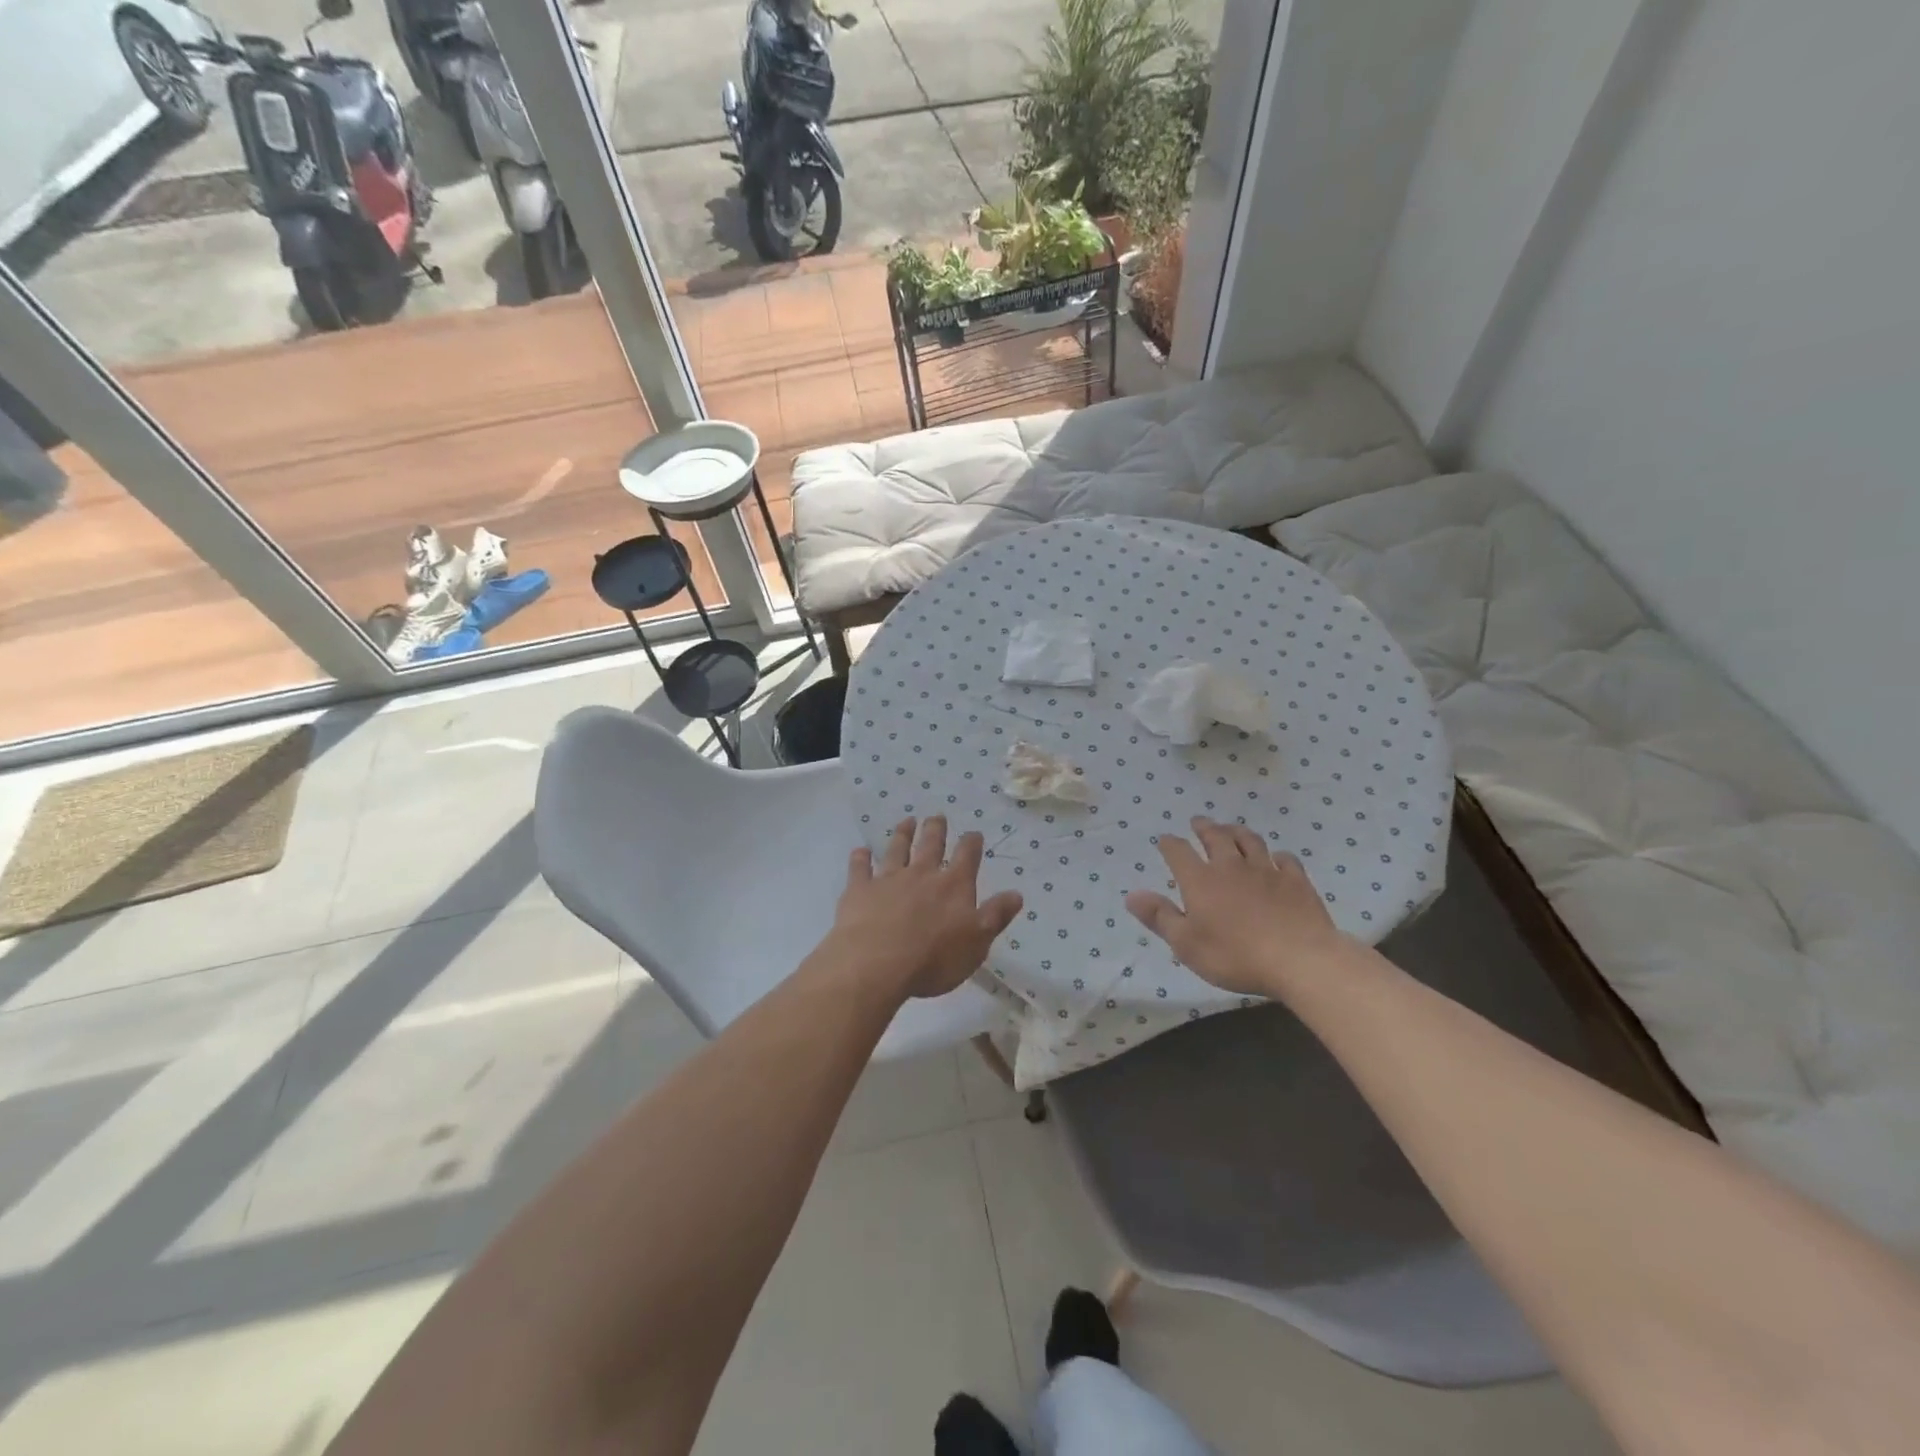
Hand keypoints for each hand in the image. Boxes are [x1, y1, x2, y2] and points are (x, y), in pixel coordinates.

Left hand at [829, 817, 1023, 999]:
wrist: (877, 963)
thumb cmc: (934, 958)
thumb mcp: (977, 942)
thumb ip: (996, 916)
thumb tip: (1017, 894)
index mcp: (953, 886)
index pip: (967, 856)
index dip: (971, 843)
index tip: (973, 833)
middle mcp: (922, 874)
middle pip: (930, 845)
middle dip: (935, 829)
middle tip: (936, 816)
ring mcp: (888, 879)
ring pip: (897, 850)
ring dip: (903, 834)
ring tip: (906, 822)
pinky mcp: (860, 890)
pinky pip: (860, 869)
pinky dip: (860, 858)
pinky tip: (860, 851)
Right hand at [1125, 817, 1354, 997]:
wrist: (1299, 960)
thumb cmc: (1235, 955)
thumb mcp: (1186, 944)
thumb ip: (1159, 917)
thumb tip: (1131, 895)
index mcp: (1200, 880)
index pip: (1179, 852)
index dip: (1169, 844)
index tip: (1164, 839)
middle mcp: (1231, 866)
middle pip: (1216, 837)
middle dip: (1204, 827)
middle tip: (1198, 822)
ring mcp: (1266, 870)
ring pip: (1250, 841)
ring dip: (1237, 832)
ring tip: (1231, 828)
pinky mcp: (1296, 881)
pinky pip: (1286, 860)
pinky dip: (1278, 856)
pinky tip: (1278, 858)